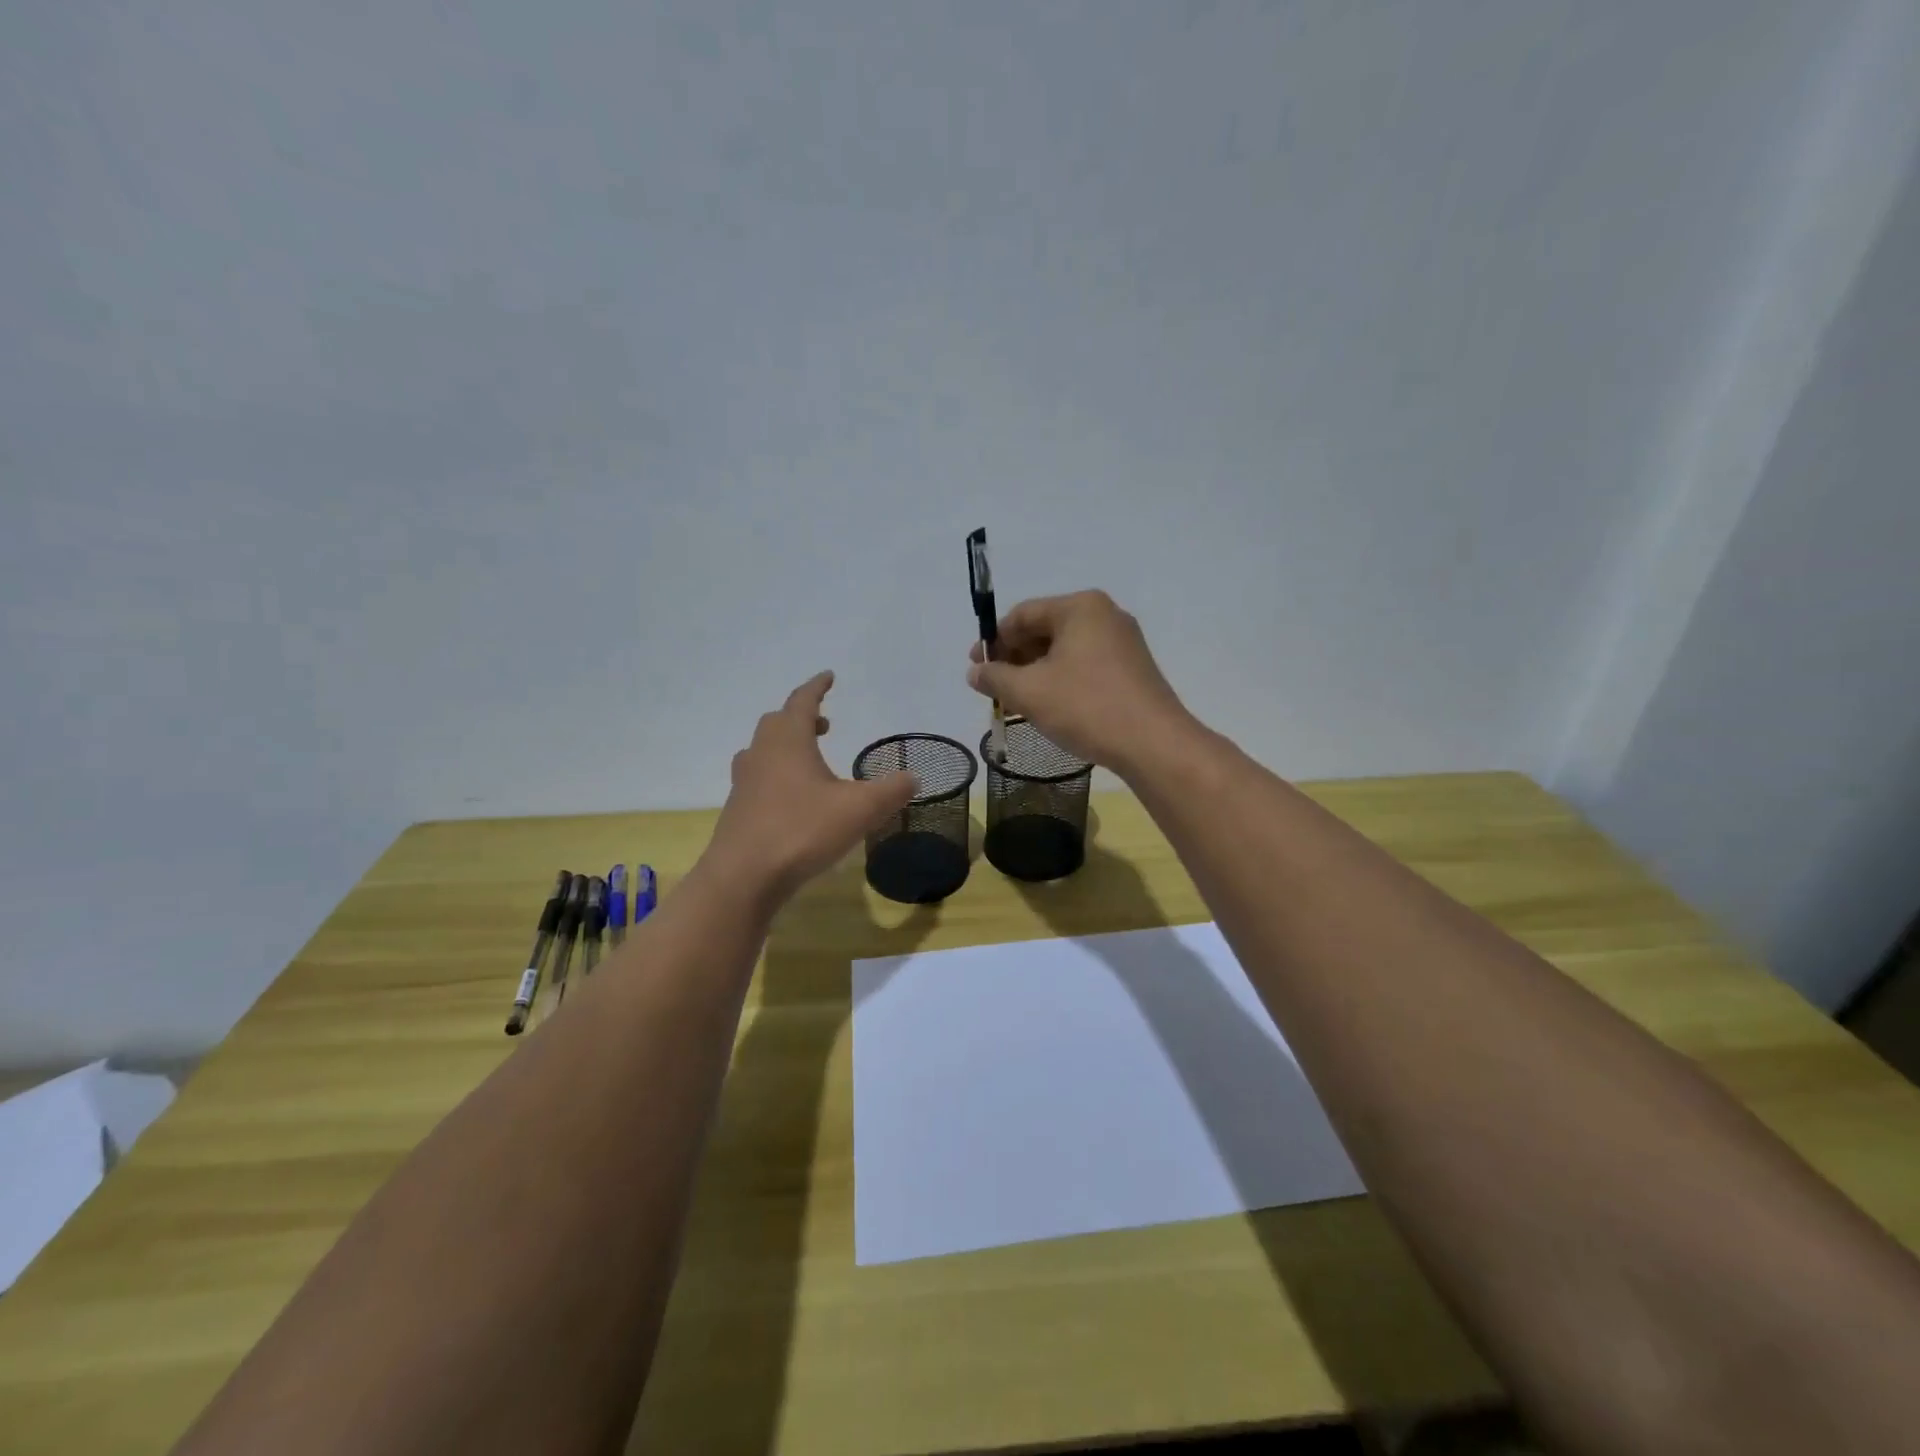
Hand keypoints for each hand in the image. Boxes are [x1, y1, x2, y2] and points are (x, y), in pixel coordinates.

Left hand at [706, 671, 917, 902]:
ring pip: (764, 750)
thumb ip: (891, 791)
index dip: (817, 687)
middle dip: (801, 717)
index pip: (802, 701)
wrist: (744, 877)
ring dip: (787, 746)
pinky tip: (793, 798)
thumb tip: (914, 778)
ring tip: (809, 759)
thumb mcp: (860, 809)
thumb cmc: (802, 830)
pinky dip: (777, 774)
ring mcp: (745, 782)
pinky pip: (759, 778)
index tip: (828, 677)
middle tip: (824, 724)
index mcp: (788, 741)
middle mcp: (761, 753)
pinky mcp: (738, 809)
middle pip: (778, 722)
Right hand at [967, 591, 1194, 773]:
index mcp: (1080, 607)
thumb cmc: (1087, 707)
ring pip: (1064, 649)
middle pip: (1045, 629)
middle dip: (1015, 657)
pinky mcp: (1132, 668)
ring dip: (1035, 672)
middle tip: (993, 686)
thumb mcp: (1029, 692)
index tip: (975, 667)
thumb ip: (995, 677)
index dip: (993, 640)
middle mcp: (1104, 615)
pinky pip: (1084, 664)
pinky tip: (1048, 704)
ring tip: (1016, 700)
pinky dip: (1060, 679)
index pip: (1022, 614)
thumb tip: (975, 672)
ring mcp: (1123, 641)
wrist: (1154, 744)